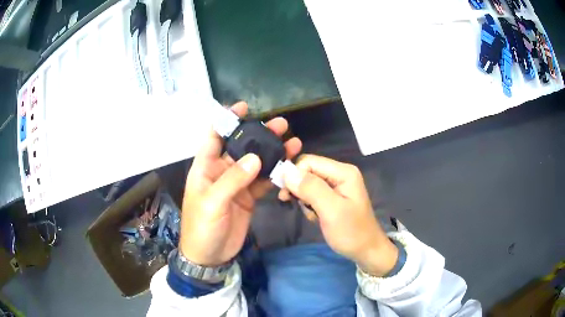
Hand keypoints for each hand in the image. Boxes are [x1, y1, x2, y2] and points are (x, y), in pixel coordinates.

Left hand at [180, 102, 301, 265]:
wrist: (210, 255)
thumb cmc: (202, 227)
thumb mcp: (212, 202)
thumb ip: (233, 179)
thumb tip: (255, 157)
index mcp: (205, 167)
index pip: (214, 137)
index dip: (226, 120)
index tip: (243, 107)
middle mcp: (221, 171)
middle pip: (241, 147)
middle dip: (258, 134)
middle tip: (280, 124)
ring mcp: (236, 184)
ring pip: (255, 163)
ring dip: (271, 152)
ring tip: (291, 141)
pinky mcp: (248, 197)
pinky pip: (262, 181)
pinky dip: (274, 173)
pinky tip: (288, 165)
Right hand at [281, 155, 397, 276]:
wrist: (366, 251)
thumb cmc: (351, 232)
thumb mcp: (331, 211)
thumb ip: (311, 189)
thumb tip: (287, 171)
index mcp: (343, 172)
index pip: (309, 162)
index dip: (294, 175)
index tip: (286, 194)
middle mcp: (339, 174)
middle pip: (308, 171)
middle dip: (298, 187)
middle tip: (291, 203)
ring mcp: (337, 185)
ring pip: (308, 183)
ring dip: (303, 199)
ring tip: (311, 214)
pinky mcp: (333, 197)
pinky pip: (313, 194)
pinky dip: (309, 205)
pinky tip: (315, 216)